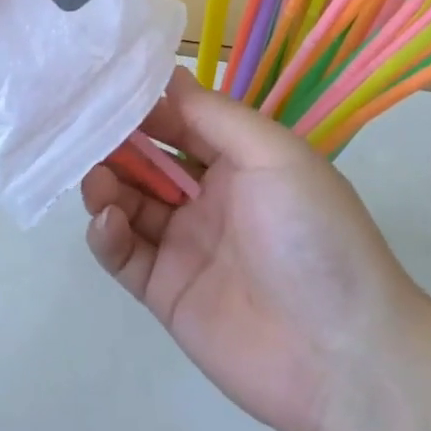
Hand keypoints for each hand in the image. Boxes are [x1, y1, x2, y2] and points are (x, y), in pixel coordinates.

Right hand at [84, 67, 427, 430]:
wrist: (343, 355)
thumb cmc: (314, 235)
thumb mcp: (275, 155)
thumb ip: (215, 115)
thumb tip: (166, 75)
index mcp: (239, 161)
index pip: (180, 122)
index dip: (145, 107)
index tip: (107, 91)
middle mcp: (208, 198)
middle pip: (147, 162)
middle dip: (117, 145)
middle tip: (87, 136)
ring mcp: (184, 246)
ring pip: (128, 204)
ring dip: (106, 185)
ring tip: (98, 182)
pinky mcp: (164, 291)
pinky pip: (123, 255)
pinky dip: (106, 234)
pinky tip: (108, 221)